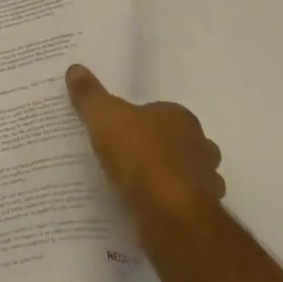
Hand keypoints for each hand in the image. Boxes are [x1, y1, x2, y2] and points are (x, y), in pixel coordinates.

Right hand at [66, 65, 223, 225]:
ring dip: (169, 178)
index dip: (142, 120)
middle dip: (160, 148)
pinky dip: (170, 204)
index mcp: (180, 117)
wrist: (170, 212)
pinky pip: (183, 203)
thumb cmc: (140, 155)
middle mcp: (201, 145)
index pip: (162, 112)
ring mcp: (207, 180)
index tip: (122, 130)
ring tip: (138, 186)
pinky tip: (149, 209)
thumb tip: (75, 68)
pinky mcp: (202, 212)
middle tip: (128, 157)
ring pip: (187, 174)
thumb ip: (89, 95)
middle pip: (179, 142)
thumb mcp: (104, 117)